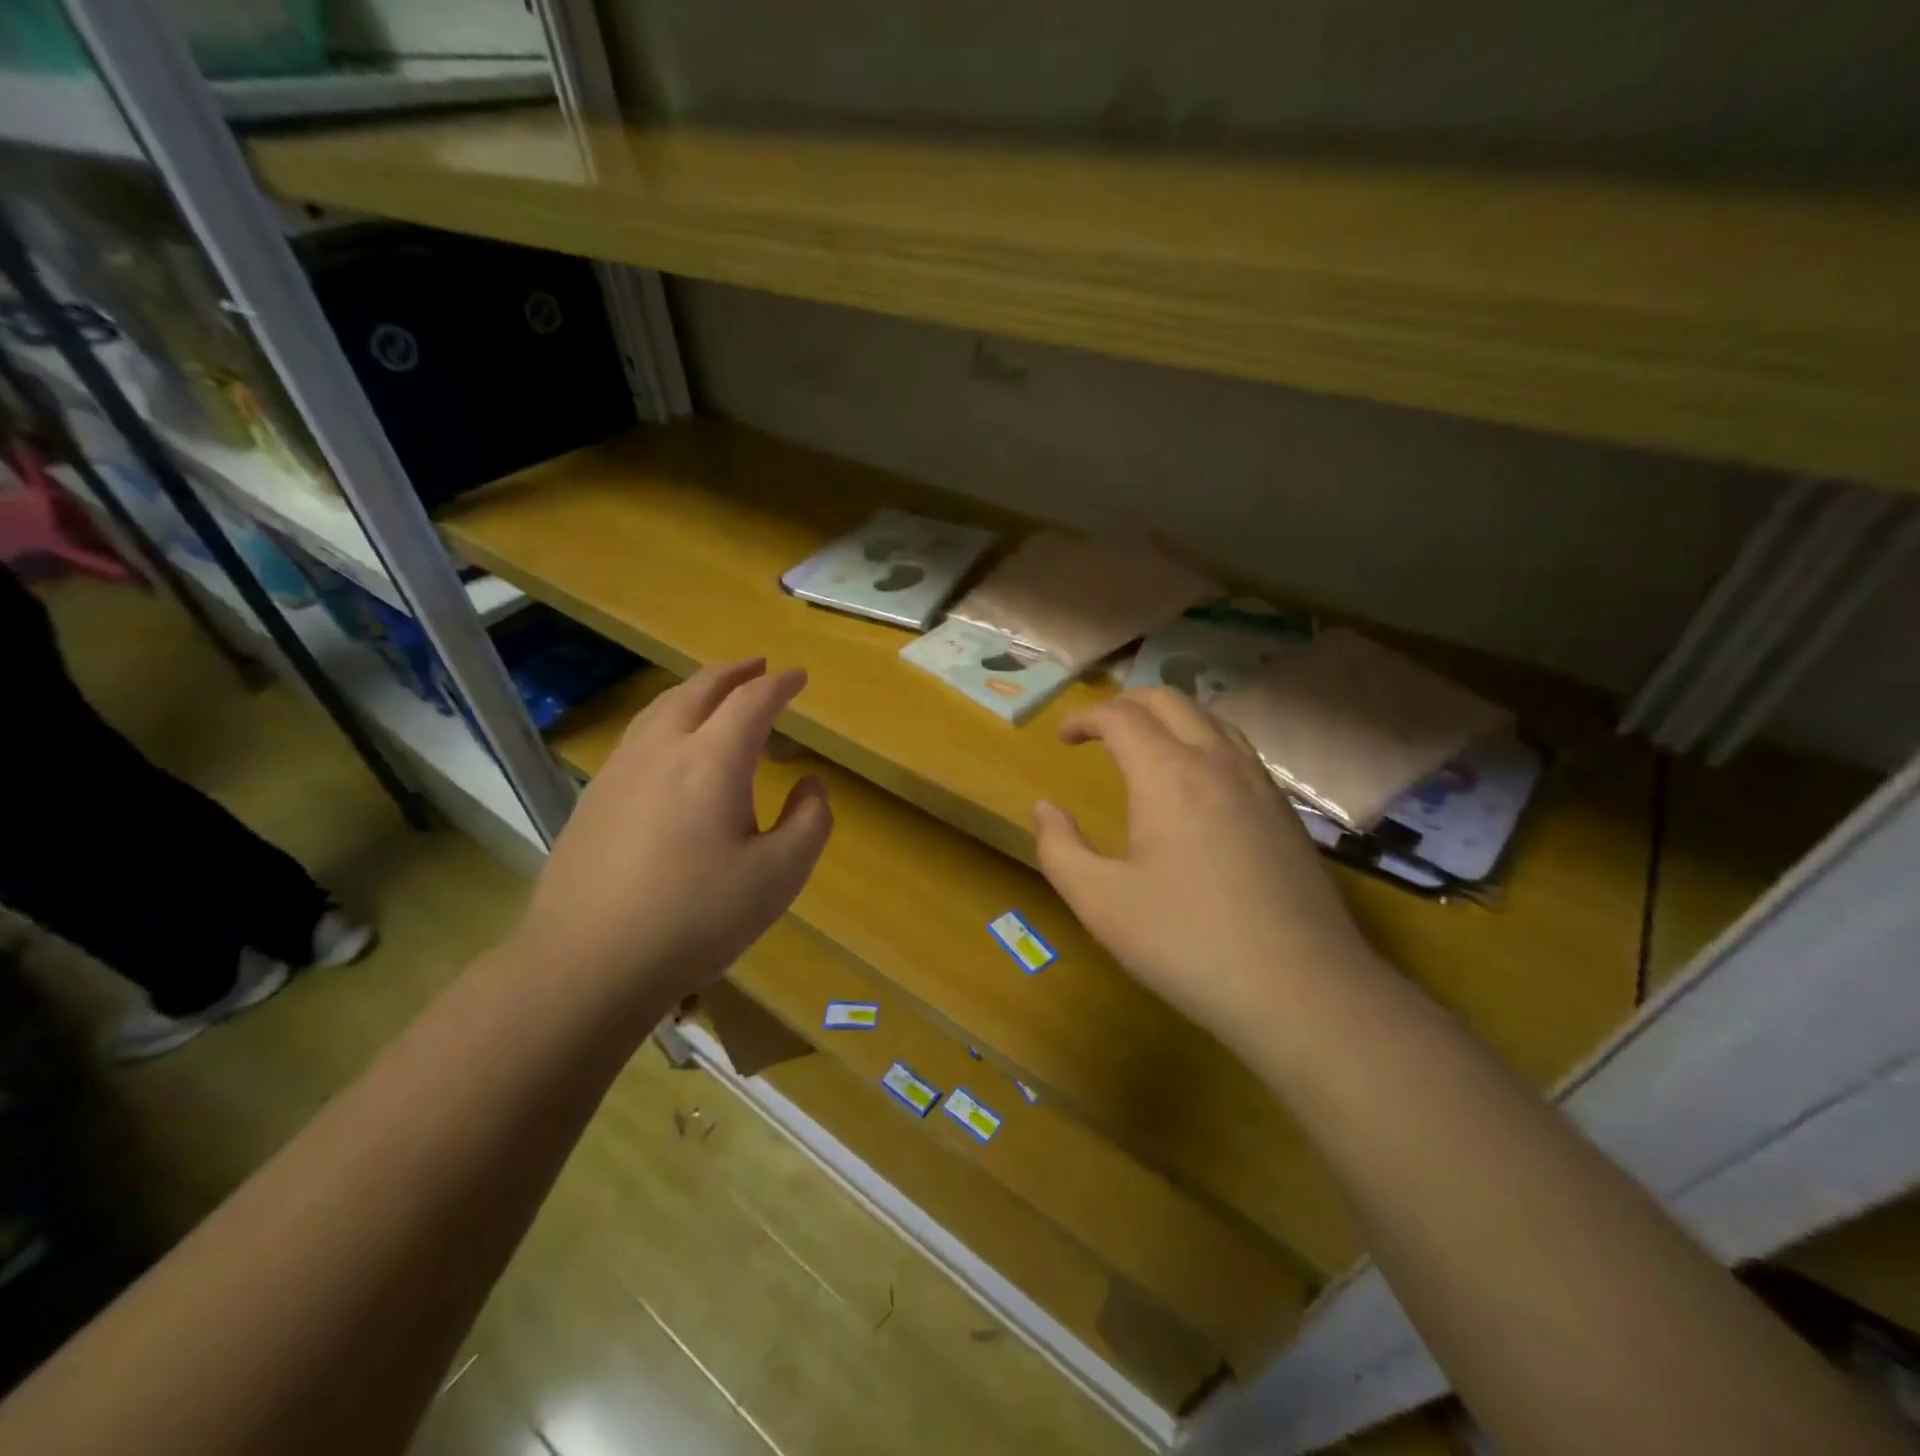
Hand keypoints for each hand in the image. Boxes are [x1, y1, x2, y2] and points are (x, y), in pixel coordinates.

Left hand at [518, 660, 831, 1010]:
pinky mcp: (593, 798)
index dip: (780, 685)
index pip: (752, 702)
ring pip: (660, 708)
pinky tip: (671, 749)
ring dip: (696, 691)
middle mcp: (662, 750)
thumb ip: (809, 822)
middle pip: (699, 690)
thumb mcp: (779, 877)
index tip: (800, 677)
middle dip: (734, 673)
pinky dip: (667, 720)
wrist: (587, 963)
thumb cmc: (696, 918)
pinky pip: (638, 736)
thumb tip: (810, 785)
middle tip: (759, 667)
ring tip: (716, 695)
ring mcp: (619, 771)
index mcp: (711, 761)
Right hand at [1034, 687, 1376, 1056]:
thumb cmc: (1187, 943)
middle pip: (1169, 701)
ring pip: (1210, 719)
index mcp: (1168, 775)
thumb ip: (1060, 849)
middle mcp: (1217, 762)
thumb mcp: (1101, 903)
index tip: (1062, 738)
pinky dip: (1203, 741)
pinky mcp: (1284, 811)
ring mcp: (1259, 784)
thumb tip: (1045, 809)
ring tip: (1145, 746)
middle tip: (1098, 730)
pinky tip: (1197, 784)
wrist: (1301, 989)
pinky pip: (1238, 750)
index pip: (1121, 717)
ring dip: (1169, 718)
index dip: (1085, 718)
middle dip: (1126, 704)